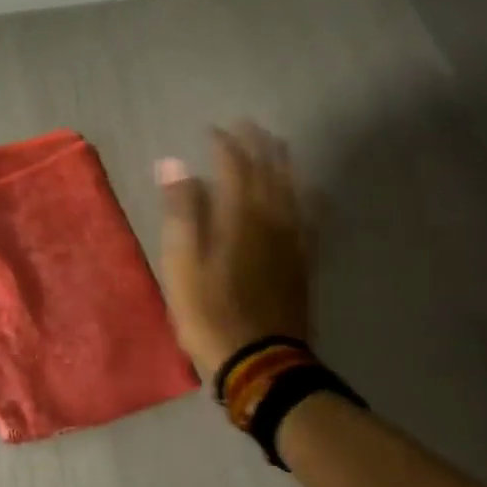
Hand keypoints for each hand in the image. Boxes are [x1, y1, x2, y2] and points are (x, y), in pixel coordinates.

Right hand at [155, 123, 311, 378]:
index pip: (234, 167)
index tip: (213, 130)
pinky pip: (312, 219)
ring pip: (293, 190)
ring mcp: (292, 241)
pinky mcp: (303, 262)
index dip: (224, 145)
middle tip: (250, 125)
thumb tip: (174, 164)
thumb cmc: (208, 313)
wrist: (259, 360)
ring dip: (284, 164)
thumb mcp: (181, 263)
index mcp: (237, 217)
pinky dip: (310, 198)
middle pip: (268, 172)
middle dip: (257, 145)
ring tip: (279, 145)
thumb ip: (182, 211)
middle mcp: (270, 220)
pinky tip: (312, 191)